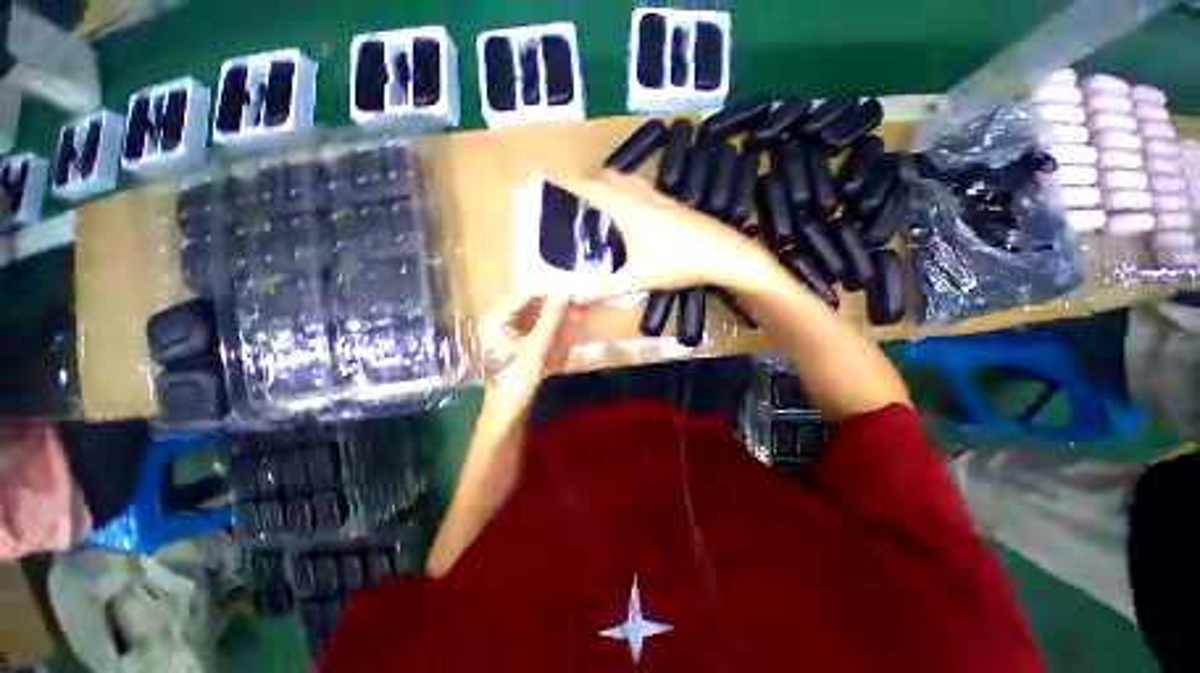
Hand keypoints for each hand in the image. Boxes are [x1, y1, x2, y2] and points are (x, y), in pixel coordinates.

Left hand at [479, 293, 573, 422]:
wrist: (506, 416)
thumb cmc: (516, 380)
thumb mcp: (536, 347)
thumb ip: (551, 318)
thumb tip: (566, 291)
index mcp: (497, 319)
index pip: (526, 294)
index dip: (549, 292)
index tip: (573, 292)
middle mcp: (501, 323)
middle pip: (532, 307)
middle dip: (556, 308)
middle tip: (579, 308)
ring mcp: (510, 337)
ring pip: (537, 320)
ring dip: (556, 320)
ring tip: (577, 319)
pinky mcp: (519, 349)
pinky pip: (537, 333)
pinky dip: (552, 333)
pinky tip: (564, 337)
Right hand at [551, 170, 771, 304]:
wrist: (723, 253)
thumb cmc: (678, 262)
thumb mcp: (637, 279)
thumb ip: (605, 290)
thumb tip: (575, 298)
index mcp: (628, 209)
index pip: (591, 188)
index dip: (569, 180)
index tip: (549, 172)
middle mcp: (642, 197)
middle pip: (609, 178)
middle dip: (587, 178)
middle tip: (572, 188)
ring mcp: (660, 199)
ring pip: (627, 181)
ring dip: (608, 181)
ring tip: (597, 193)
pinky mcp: (672, 205)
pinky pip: (641, 189)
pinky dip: (625, 190)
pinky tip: (630, 206)